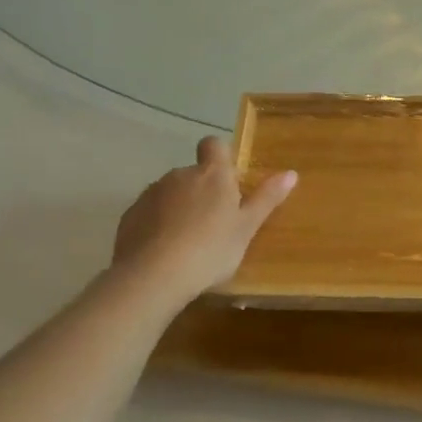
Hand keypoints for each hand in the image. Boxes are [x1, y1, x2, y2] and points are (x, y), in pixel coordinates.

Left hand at [111, 136, 295, 304]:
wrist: (153, 276)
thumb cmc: (210, 250)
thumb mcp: (247, 228)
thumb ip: (267, 199)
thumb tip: (291, 173)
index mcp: (213, 174)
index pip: (214, 145)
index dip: (221, 156)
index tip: (228, 180)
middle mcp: (180, 175)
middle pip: (194, 173)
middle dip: (202, 191)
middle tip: (214, 224)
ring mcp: (152, 193)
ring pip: (170, 193)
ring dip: (179, 208)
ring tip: (188, 243)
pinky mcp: (130, 215)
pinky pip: (150, 213)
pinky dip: (157, 225)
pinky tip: (164, 252)